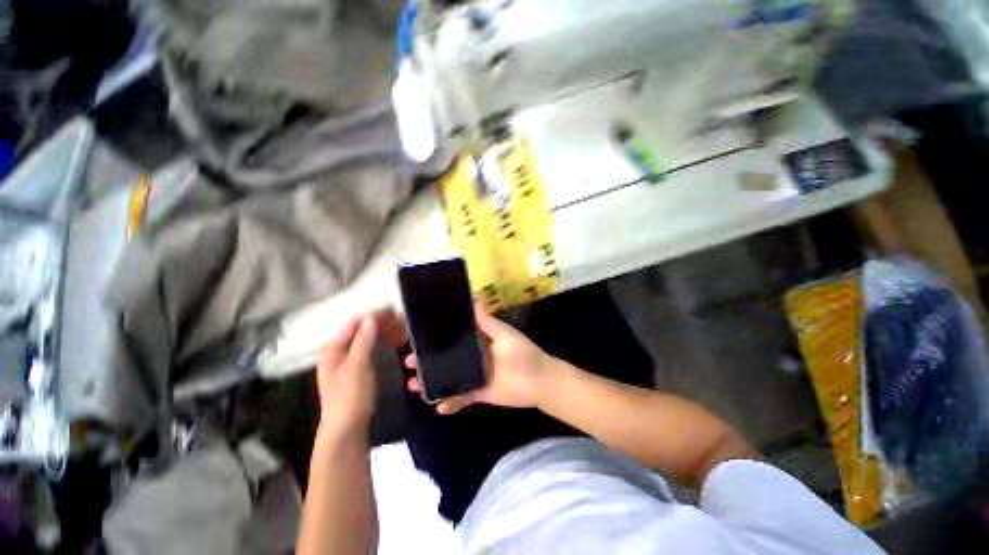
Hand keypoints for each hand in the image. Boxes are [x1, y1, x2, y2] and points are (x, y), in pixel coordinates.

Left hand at [315, 310, 408, 438]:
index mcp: (333, 347)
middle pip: (362, 329)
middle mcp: (339, 350)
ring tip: (405, 329)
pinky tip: (398, 340)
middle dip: (383, 323)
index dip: (374, 315)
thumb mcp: (356, 367)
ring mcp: (349, 359)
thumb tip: (371, 317)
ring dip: (386, 332)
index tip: (395, 311)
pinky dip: (385, 342)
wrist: (346, 430)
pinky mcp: (359, 368)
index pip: (355, 323)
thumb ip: (363, 341)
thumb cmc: (348, 397)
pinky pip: (373, 348)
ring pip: (370, 338)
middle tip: (404, 321)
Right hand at [405, 303, 556, 414]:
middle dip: (428, 360)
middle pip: (447, 357)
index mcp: (479, 340)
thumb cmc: (523, 353)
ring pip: (449, 377)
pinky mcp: (479, 393)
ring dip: (433, 381)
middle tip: (409, 362)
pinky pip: (461, 397)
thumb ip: (487, 322)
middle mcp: (474, 356)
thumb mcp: (505, 335)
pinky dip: (450, 402)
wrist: (539, 381)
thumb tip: (474, 299)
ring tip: (414, 385)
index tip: (418, 337)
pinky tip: (438, 406)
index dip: (437, 336)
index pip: (454, 336)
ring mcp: (475, 375)